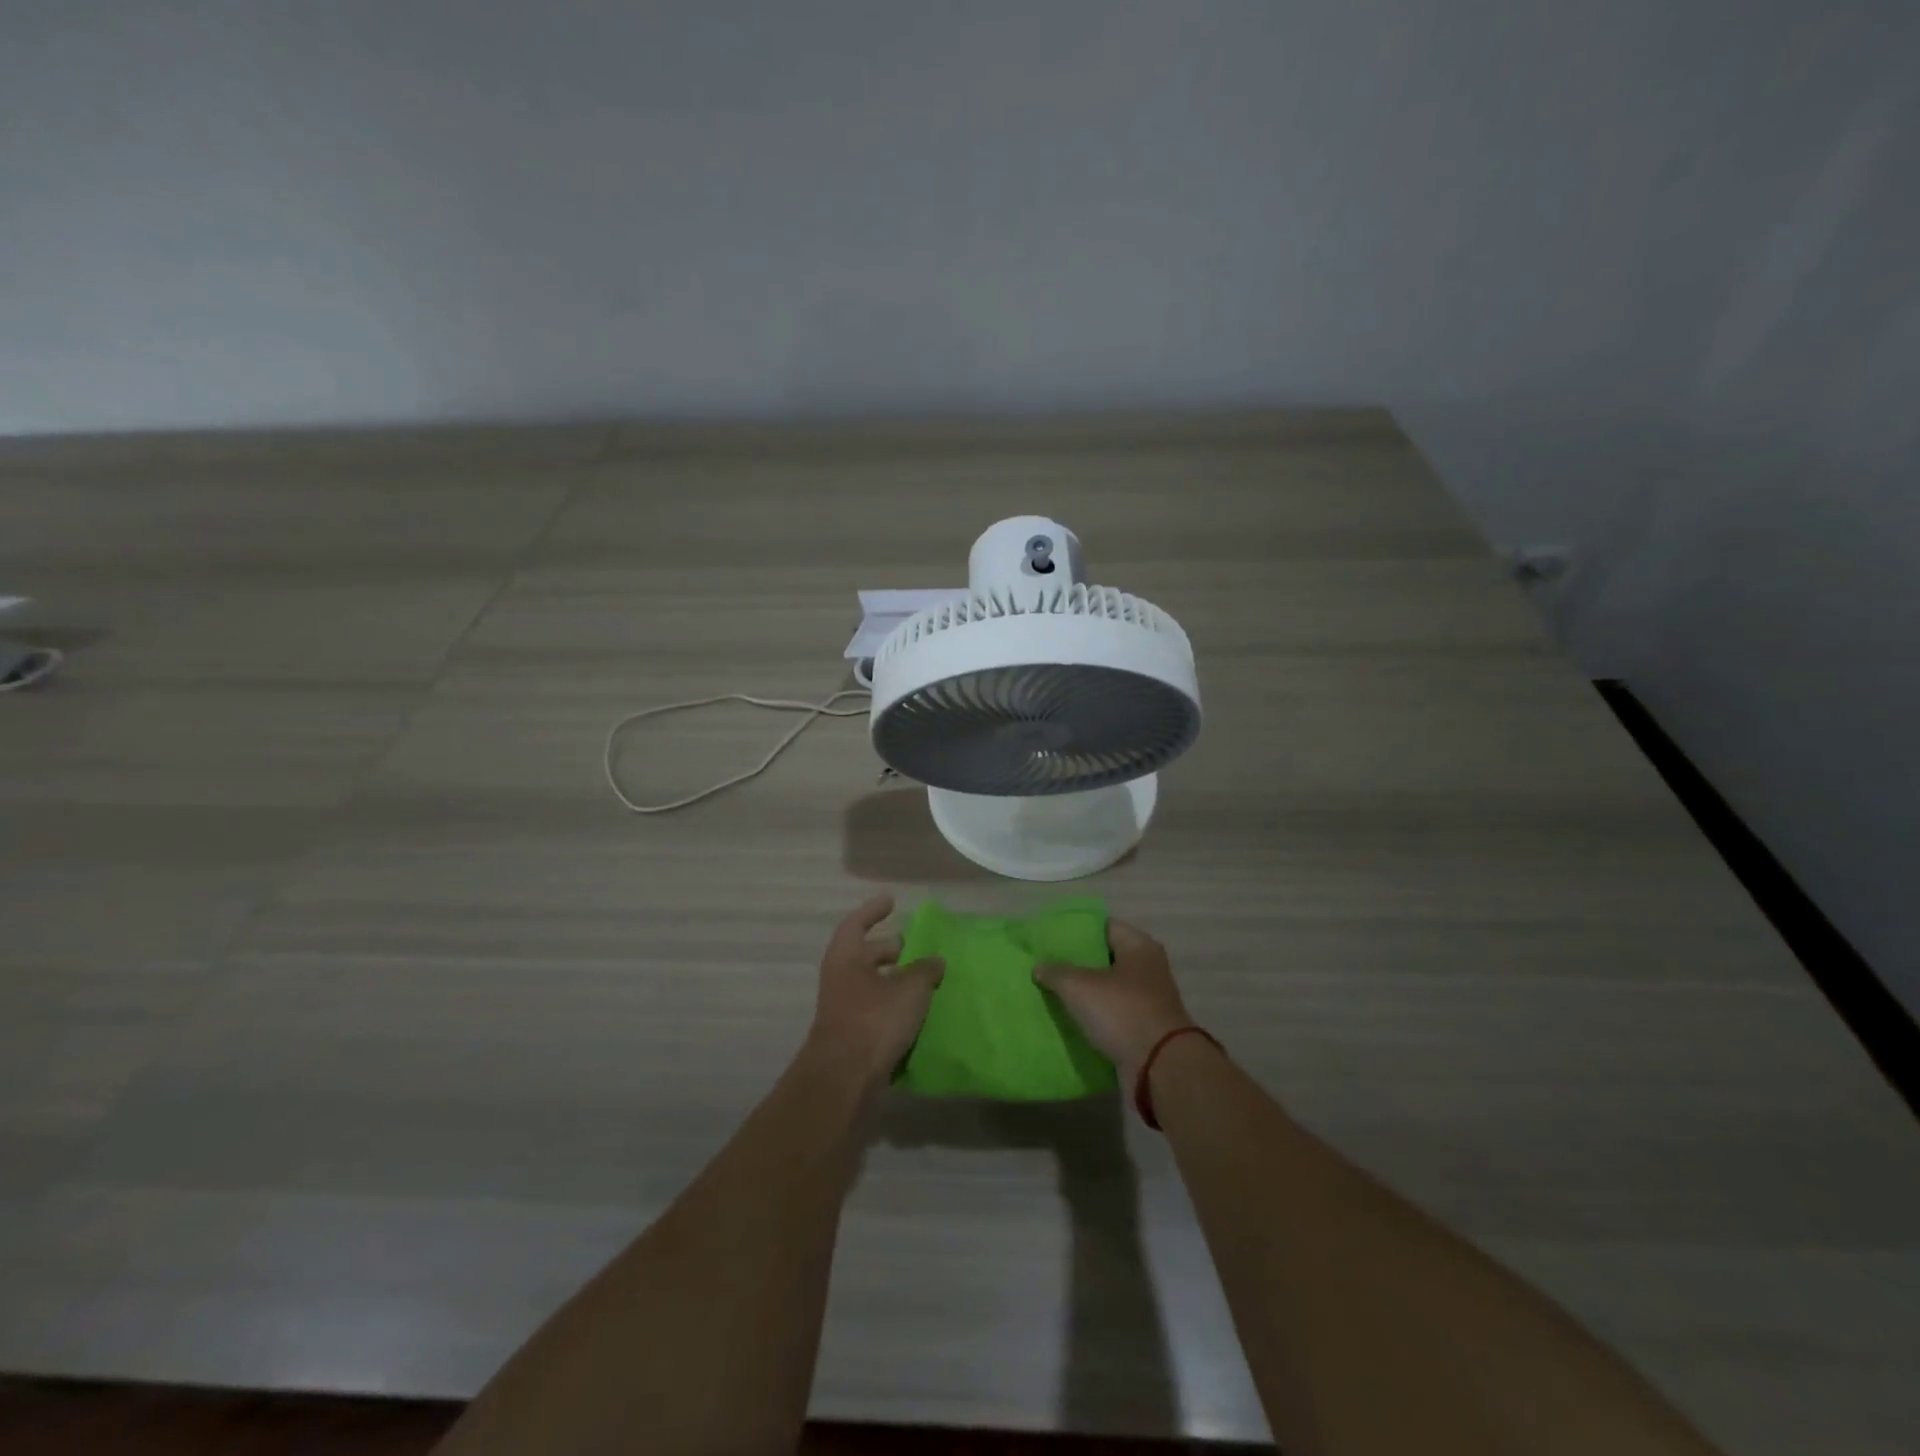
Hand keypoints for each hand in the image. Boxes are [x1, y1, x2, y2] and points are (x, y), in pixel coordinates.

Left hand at [807, 894, 944, 1085]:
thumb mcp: (909, 989)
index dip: (873, 911)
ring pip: (872, 984)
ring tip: (925, 980)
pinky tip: (917, 1011)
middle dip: (890, 949)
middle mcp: (841, 978)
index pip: (857, 923)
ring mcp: (844, 1008)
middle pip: (865, 955)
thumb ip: (925, 970)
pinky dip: (894, 1005)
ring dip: (895, 980)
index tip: (892, 902)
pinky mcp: (853, 1035)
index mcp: (846, 957)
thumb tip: (935, 960)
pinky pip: (876, 1010)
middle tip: (916, 947)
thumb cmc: (873, 1020)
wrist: (844, 1079)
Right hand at [1036, 919, 1192, 1085]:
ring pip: (1108, 989)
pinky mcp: (1143, 1028)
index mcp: (1139, 946)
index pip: (1104, 926)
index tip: (1051, 938)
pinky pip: (1112, 1015)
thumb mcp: (1080, 987)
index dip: (1077, 930)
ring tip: (1051, 992)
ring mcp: (1148, 1000)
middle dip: (1077, 963)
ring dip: (1084, 992)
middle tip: (1046, 965)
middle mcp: (1148, 968)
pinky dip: (1094, 1016)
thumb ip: (1056, 972)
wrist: (1160, 1068)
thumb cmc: (1122, 1012)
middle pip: (1106, 958)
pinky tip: (1068, 1019)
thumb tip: (1039, 966)